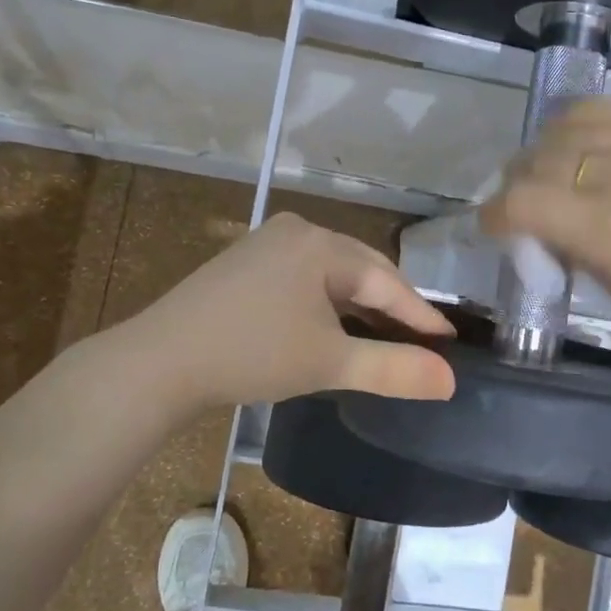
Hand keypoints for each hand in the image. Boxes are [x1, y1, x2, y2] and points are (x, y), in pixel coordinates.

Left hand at [127, 213, 456, 407]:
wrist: (159, 362)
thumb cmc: (252, 355)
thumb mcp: (330, 363)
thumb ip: (394, 369)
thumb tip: (450, 380)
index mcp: (321, 245)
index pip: (387, 282)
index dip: (421, 315)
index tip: (451, 341)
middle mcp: (298, 231)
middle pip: (362, 270)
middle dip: (393, 306)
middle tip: (423, 340)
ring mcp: (267, 243)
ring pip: (333, 273)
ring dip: (360, 304)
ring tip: (386, 335)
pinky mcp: (246, 262)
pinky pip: (305, 276)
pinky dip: (328, 301)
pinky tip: (334, 323)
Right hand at [480, 98, 610, 379]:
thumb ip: (581, 255)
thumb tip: (549, 229)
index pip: (524, 201)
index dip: (494, 213)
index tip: (492, 225)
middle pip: (542, 156)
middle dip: (517, 181)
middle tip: (521, 201)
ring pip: (574, 121)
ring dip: (548, 146)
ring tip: (551, 166)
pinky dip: (590, 118)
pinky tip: (588, 136)